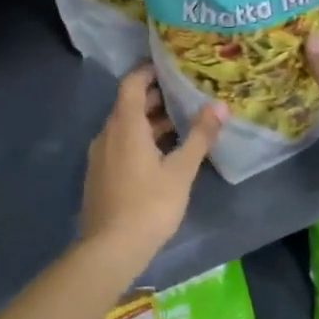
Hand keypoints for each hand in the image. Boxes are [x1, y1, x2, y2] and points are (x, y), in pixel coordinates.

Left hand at [79, 66, 223, 259]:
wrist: (109, 250)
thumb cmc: (149, 205)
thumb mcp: (181, 171)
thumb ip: (200, 136)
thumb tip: (219, 106)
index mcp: (125, 125)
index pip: (132, 83)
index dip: (149, 71)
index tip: (172, 68)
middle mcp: (107, 134)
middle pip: (129, 105)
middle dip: (156, 98)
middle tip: (185, 96)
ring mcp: (99, 156)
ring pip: (125, 127)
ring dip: (149, 122)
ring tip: (180, 125)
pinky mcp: (99, 175)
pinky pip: (119, 145)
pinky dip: (139, 140)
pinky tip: (162, 155)